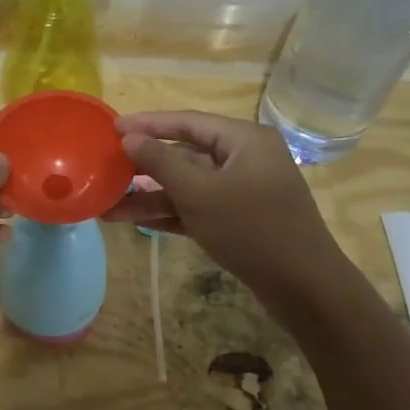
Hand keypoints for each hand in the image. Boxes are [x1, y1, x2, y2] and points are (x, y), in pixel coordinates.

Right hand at [102, 112, 341, 294]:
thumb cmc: (251, 228)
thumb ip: (161, 162)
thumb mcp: (199, 192)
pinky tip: (132, 220)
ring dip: (149, 196)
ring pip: (187, 186)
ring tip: (107, 206)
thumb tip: (129, 138)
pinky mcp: (238, 221)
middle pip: (185, 154)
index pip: (187, 122)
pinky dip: (168, 213)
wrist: (303, 287)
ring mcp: (241, 192)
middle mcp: (244, 159)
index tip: (111, 127)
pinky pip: (197, 208)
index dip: (147, 124)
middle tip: (105, 169)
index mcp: (243, 140)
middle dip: (144, 168)